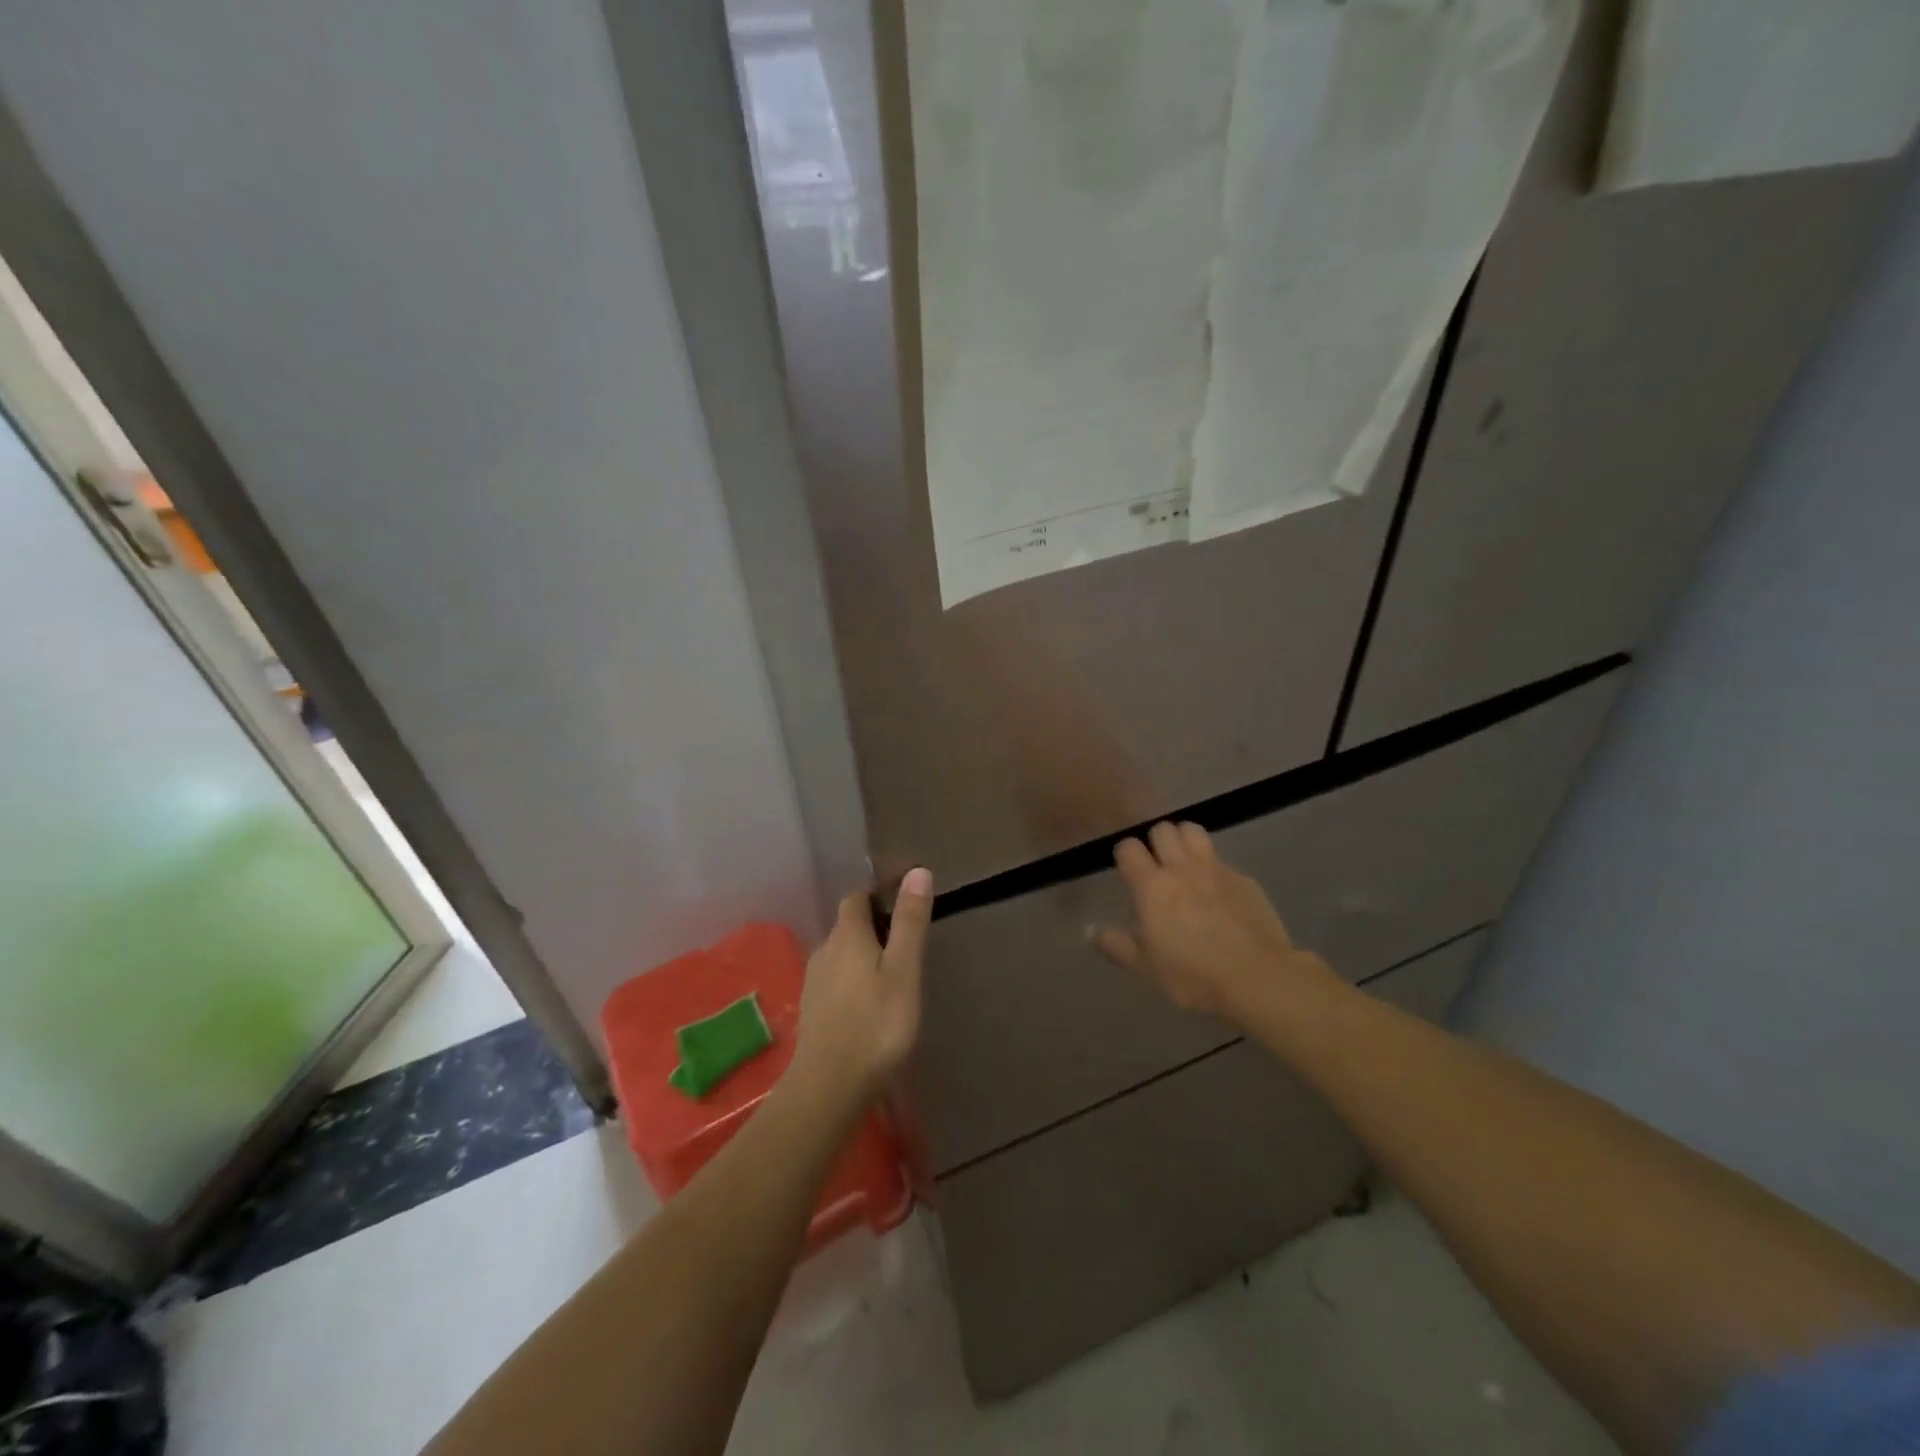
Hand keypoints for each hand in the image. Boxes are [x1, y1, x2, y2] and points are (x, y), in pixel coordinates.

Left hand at [789, 867, 933, 1109]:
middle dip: (872, 929)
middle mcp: (824, 951)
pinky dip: (851, 983)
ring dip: (862, 958)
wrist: (830, 1086)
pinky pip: (834, 982)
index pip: (856, 899)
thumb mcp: (904, 970)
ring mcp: (813, 983)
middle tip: (905, 948)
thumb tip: (917, 871)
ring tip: (891, 977)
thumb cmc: (876, 1023)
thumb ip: (909, 922)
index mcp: (847, 935)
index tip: (902, 908)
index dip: (877, 898)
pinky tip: (869, 1006)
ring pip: (840, 956)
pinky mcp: (812, 1011)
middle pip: (848, 927)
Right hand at [1091, 822, 1339, 1022]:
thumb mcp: (1147, 968)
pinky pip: (1221, 859)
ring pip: (1193, 830)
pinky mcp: (1244, 879)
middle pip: (1162, 829)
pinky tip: (1217, 892)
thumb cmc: (1194, 976)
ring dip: (1184, 839)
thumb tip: (1087, 930)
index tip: (1127, 871)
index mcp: (1152, 887)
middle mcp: (1181, 868)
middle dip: (1155, 841)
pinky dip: (1213, 867)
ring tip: (1184, 863)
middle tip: (1157, 865)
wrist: (1258, 979)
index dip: (1125, 855)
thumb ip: (1116, 945)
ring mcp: (1216, 869)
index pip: (1129, 848)